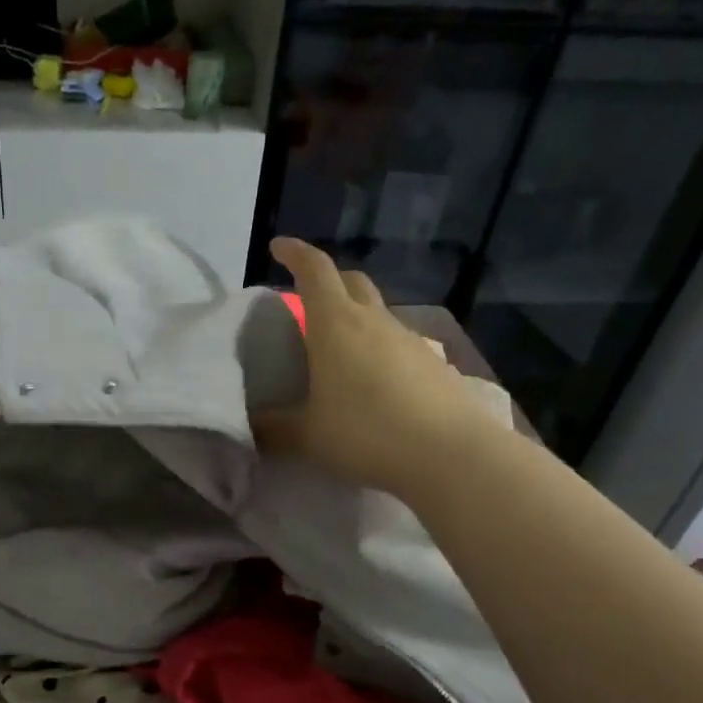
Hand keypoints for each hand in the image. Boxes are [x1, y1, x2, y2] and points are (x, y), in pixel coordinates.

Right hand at [255, 238, 490, 496]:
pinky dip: (381, 350)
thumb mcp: (307, 435)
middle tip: (308, 298)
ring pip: (379, 313)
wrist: (450, 454)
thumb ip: (275, 427)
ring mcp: (411, 341)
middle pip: (351, 281)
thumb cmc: (366, 433)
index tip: (278, 247)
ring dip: (357, 318)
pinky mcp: (436, 364)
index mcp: (336, 324)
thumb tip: (253, 425)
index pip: (314, 270)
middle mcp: (375, 322)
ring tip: (341, 350)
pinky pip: (400, 344)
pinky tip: (377, 383)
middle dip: (328, 279)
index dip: (295, 253)